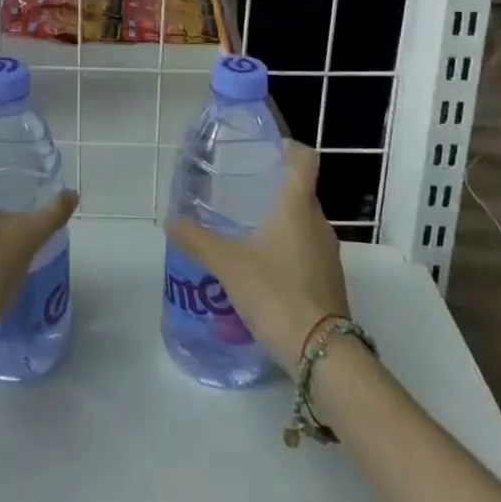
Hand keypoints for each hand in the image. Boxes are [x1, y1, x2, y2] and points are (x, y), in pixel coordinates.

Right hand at [165, 142, 349, 377]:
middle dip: (273, 189)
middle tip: (240, 192)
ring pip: (303, 224)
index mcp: (297, 206)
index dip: (287, 147)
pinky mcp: (329, 282)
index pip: (304, 159)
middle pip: (300, 192)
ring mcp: (328, 255)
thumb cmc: (275, 291)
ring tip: (245, 232)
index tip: (265, 149)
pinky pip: (306, 252)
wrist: (321, 353)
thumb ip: (197, 238)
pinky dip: (286, 251)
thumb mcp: (227, 263)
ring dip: (279, 222)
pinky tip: (261, 269)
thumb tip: (171, 221)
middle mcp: (318, 223)